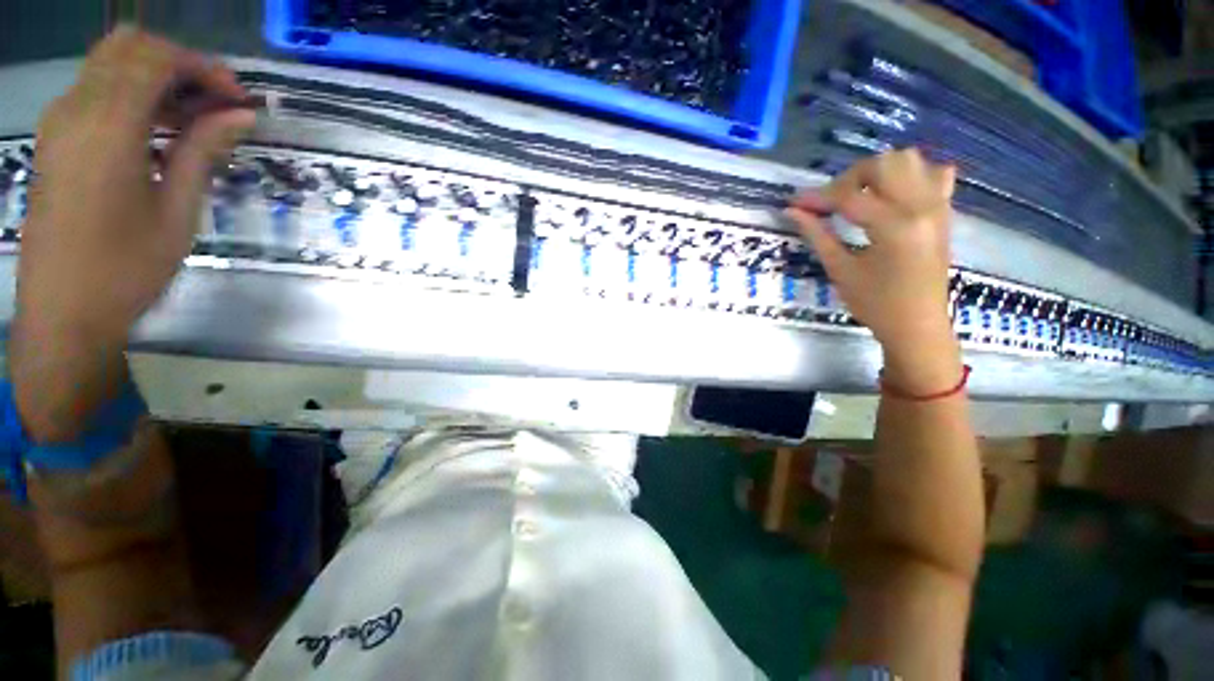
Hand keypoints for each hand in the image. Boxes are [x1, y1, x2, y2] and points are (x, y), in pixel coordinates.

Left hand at [11, 28, 254, 440]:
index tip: (238, 99)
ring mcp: (59, 122)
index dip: (203, 67)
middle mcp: (76, 109)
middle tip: (215, 101)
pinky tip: (158, 129)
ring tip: (194, 118)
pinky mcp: (55, 139)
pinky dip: (131, 94)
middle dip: (178, 63)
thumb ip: (203, 151)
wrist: (63, 312)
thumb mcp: (177, 212)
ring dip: (156, 78)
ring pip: (110, 64)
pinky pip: (95, 90)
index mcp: (107, 127)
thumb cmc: (126, 269)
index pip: (156, 58)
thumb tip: (241, 115)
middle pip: (128, 46)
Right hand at [785, 149, 962, 393]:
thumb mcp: (840, 270)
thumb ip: (817, 235)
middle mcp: (921, 207)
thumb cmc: (875, 304)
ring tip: (858, 196)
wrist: (918, 324)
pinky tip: (892, 195)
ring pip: (911, 161)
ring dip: (878, 172)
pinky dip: (910, 175)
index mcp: (894, 226)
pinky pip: (934, 174)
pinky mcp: (944, 211)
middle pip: (884, 164)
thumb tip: (792, 211)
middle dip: (849, 178)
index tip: (793, 202)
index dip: (817, 197)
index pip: (849, 197)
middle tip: (829, 203)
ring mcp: (938, 206)